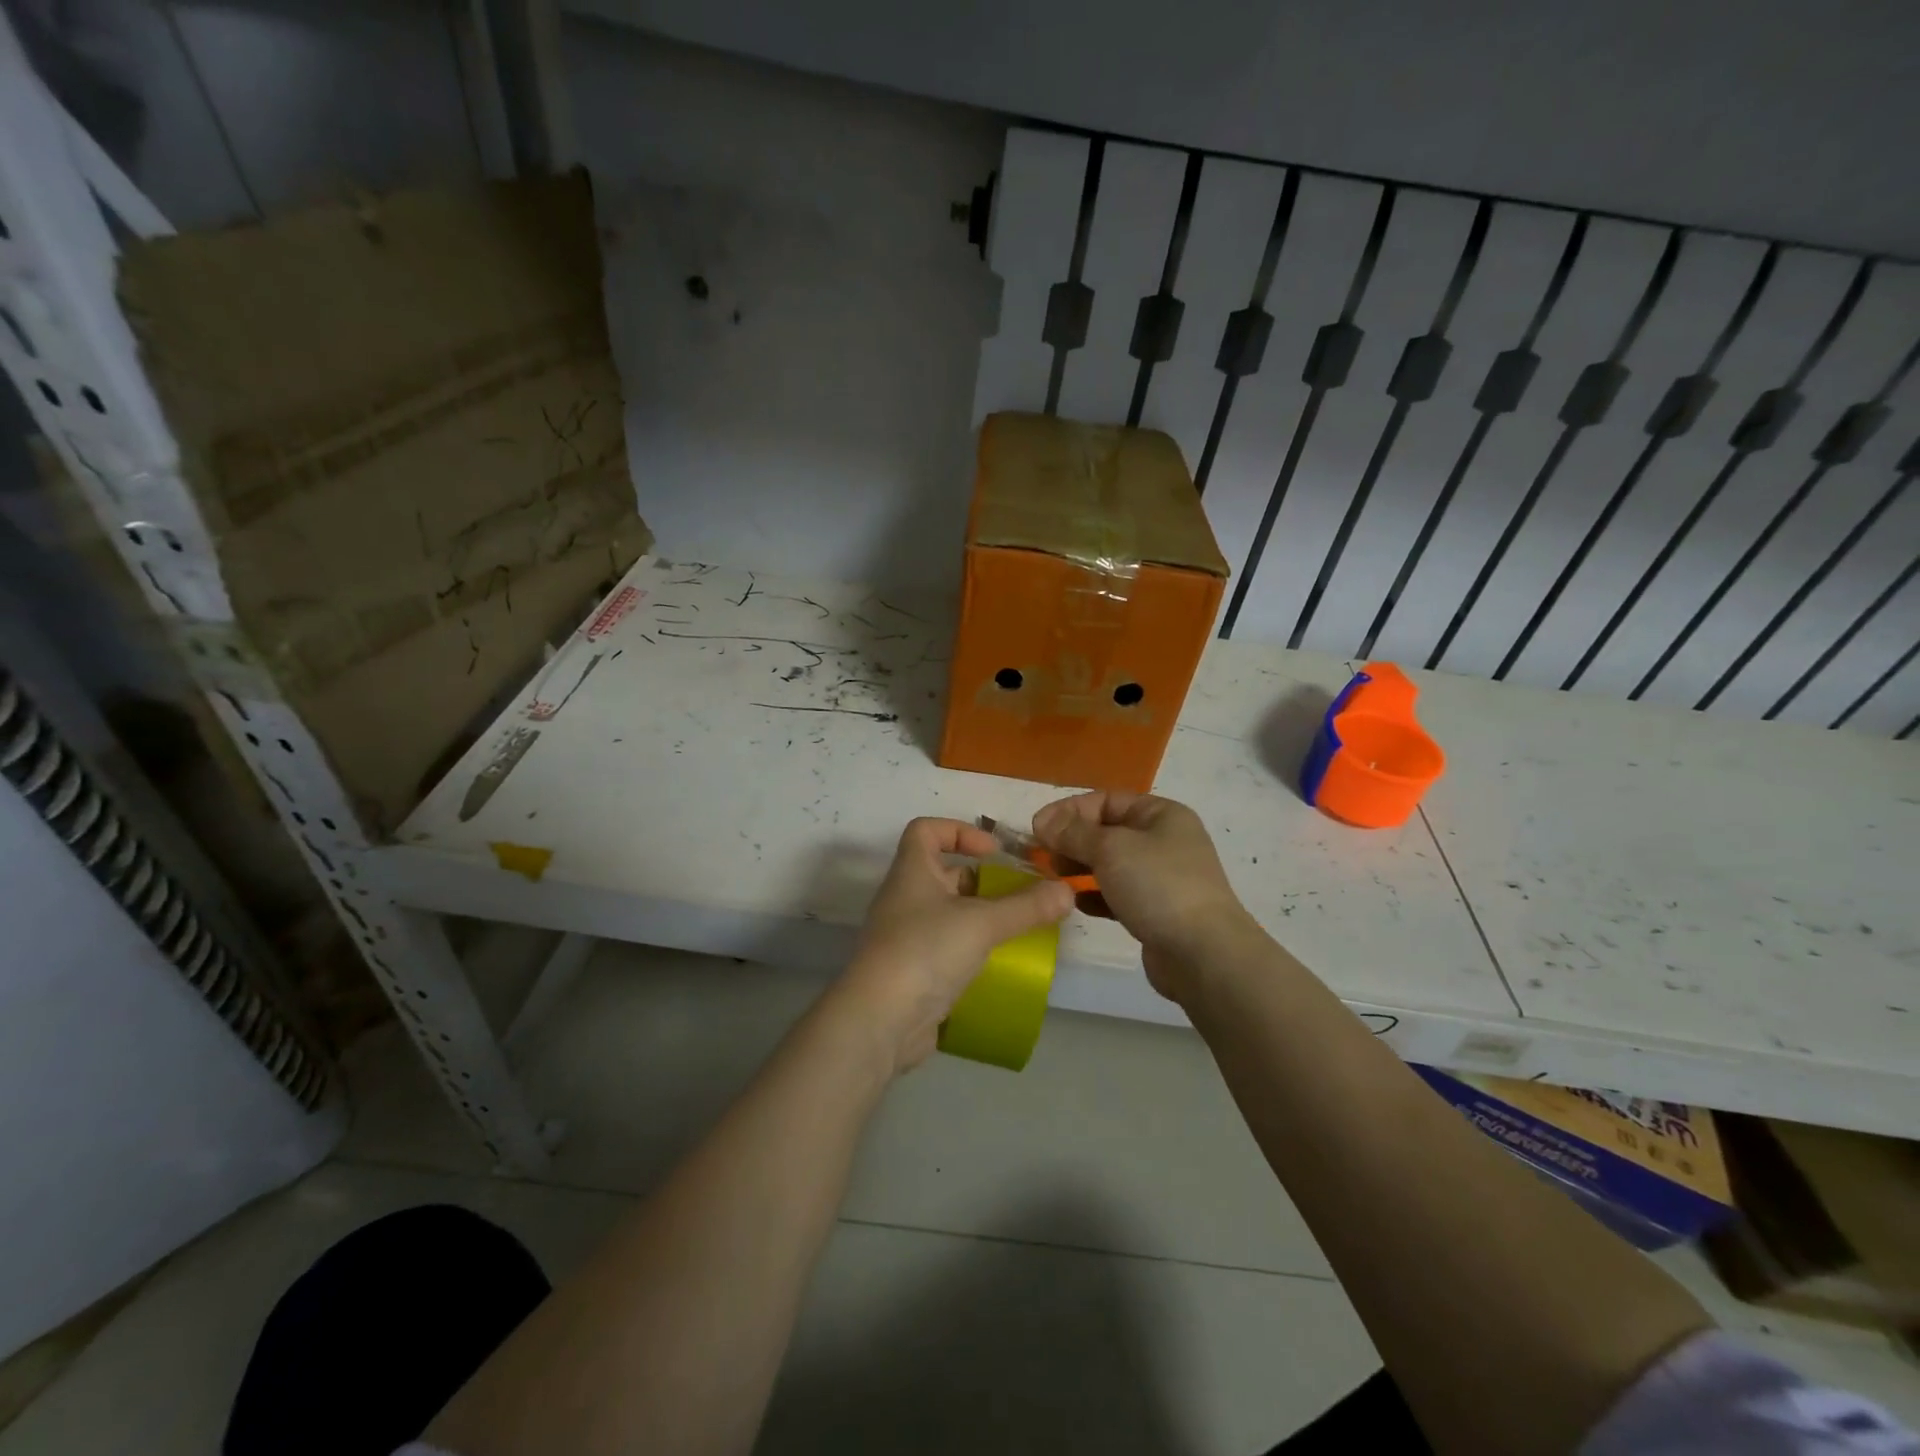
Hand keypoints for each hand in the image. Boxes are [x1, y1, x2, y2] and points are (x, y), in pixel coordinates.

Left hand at [830, 818, 1073, 1076]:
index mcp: (912, 872)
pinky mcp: (913, 972)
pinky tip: (1001, 966)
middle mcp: (905, 898)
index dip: (959, 830)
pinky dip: (973, 951)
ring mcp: (906, 937)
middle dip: (984, 882)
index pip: (926, 830)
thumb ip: (1027, 907)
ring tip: (1019, 931)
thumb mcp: (982, 923)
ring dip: (982, 919)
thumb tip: (1067, 891)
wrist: (880, 1021)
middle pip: (945, 874)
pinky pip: (947, 949)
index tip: (993, 853)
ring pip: (949, 914)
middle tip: (1021, 897)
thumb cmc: (926, 951)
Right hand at [1033, 792, 1258, 1004]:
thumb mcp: (1110, 849)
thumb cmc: (1158, 886)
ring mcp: (1162, 877)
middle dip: (1072, 840)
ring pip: (1110, 864)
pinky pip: (1118, 894)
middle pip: (1107, 831)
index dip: (1070, 810)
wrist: (1204, 954)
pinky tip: (1076, 903)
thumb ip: (1073, 832)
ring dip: (1080, 868)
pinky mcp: (1156, 911)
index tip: (1038, 829)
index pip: (1106, 799)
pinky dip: (1095, 895)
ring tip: (1055, 879)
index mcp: (1161, 814)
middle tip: (1044, 857)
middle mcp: (1164, 840)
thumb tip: (1043, 820)